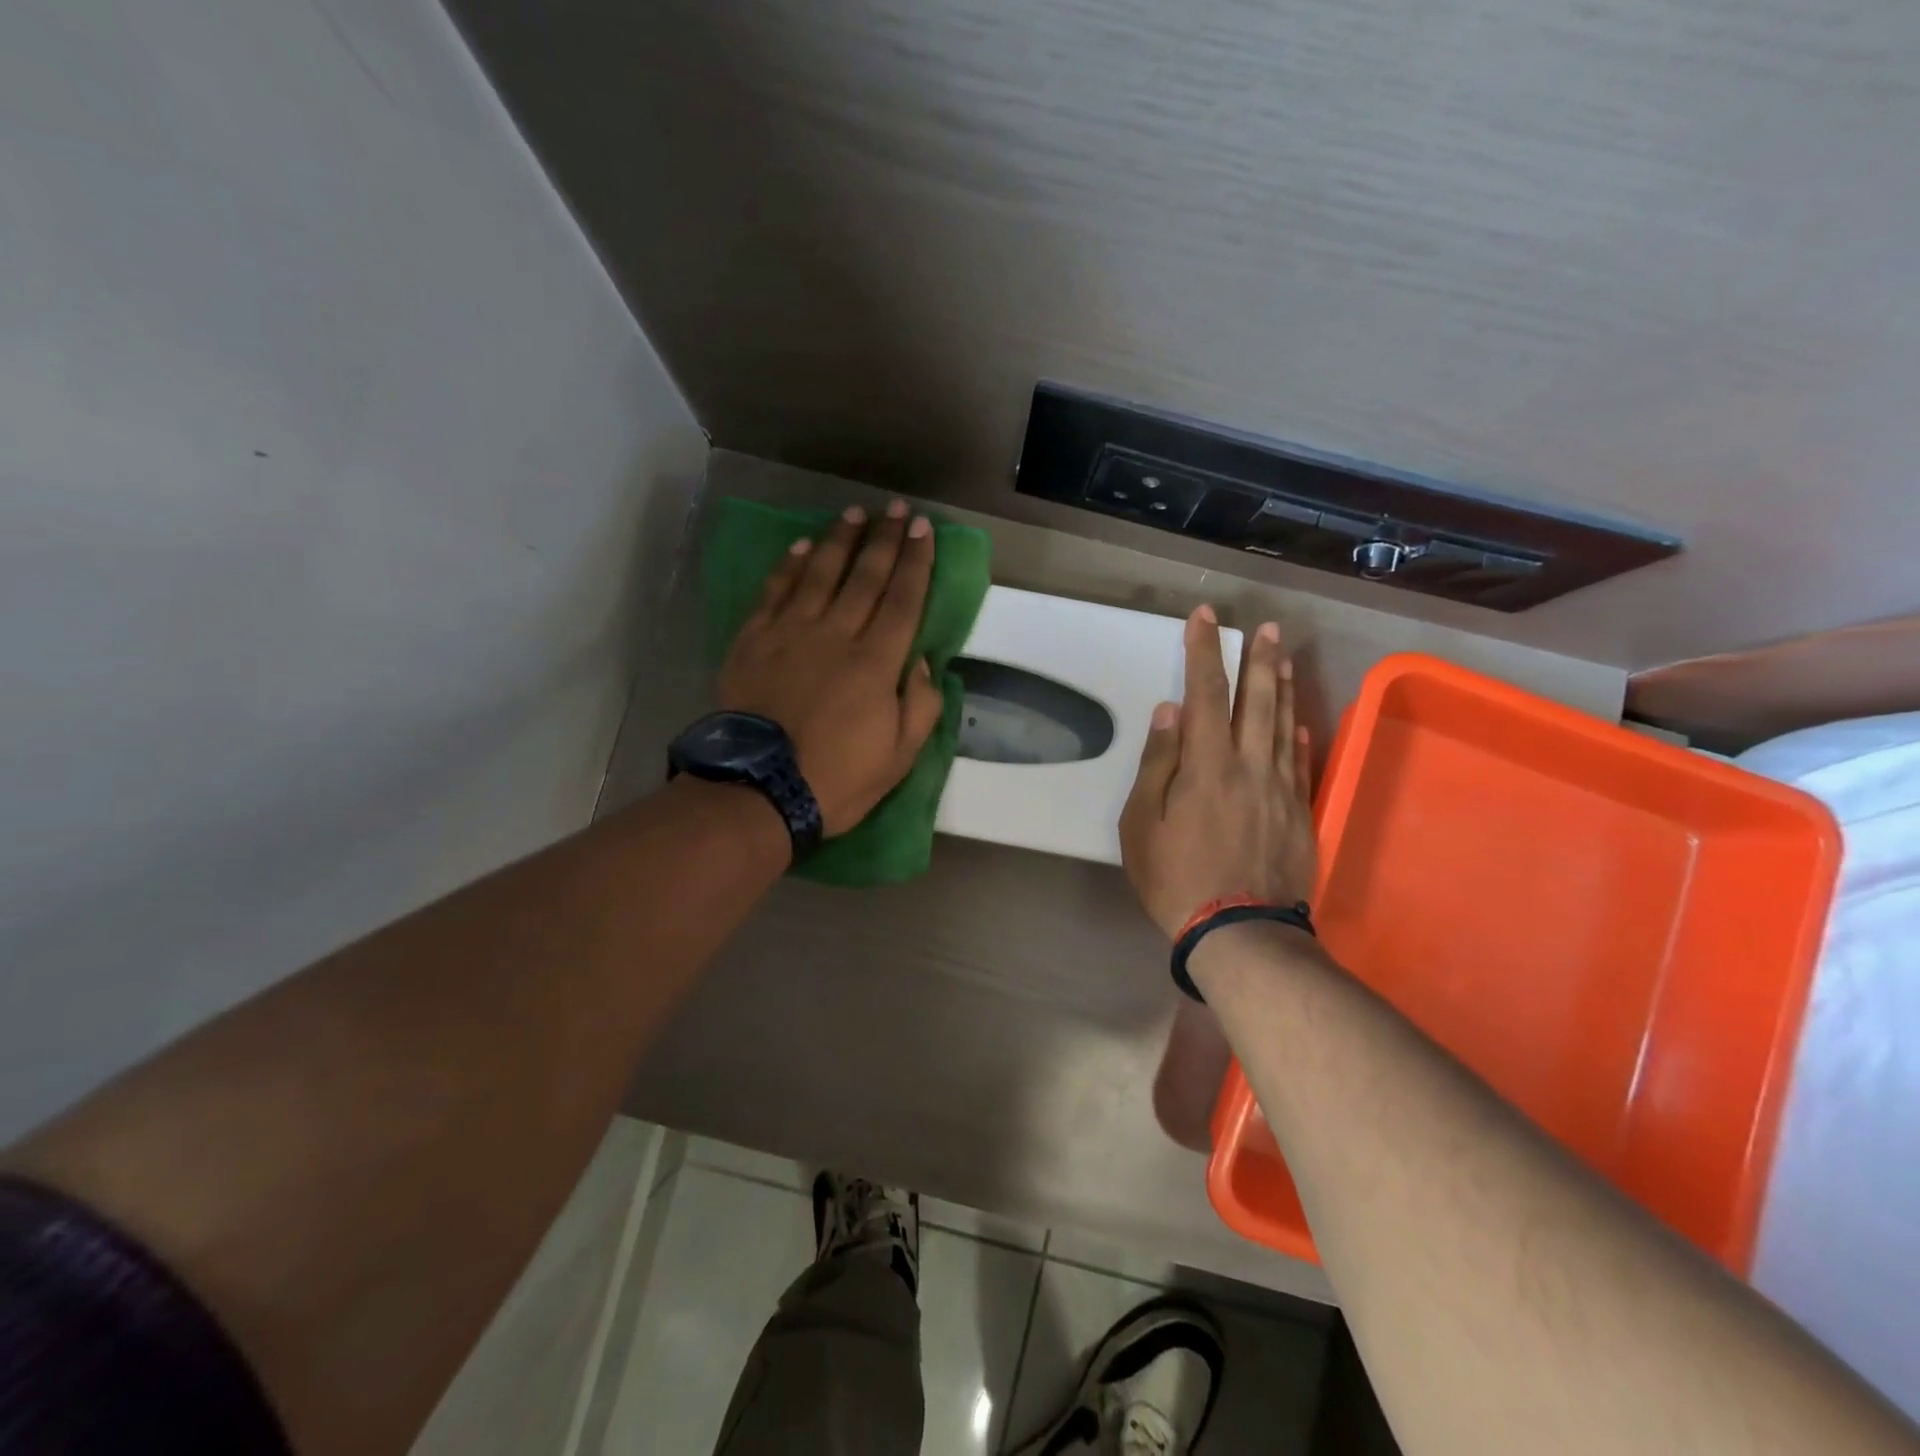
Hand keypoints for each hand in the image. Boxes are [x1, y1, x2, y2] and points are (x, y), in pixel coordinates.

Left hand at [717, 501, 944, 835]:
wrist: (759, 790)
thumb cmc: (837, 779)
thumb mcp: (899, 757)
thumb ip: (919, 705)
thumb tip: (922, 662)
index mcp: (876, 663)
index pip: (903, 600)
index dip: (916, 562)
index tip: (924, 530)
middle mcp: (836, 635)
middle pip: (865, 576)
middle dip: (885, 540)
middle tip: (898, 509)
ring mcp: (791, 633)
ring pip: (820, 573)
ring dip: (840, 539)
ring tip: (855, 512)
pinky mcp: (754, 641)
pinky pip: (775, 592)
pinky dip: (790, 566)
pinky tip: (802, 546)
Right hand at [1120, 608, 1316, 938]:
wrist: (1239, 932)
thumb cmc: (1176, 877)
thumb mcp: (1142, 824)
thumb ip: (1157, 764)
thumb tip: (1170, 711)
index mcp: (1208, 765)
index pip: (1207, 693)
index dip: (1205, 651)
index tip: (1204, 618)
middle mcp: (1250, 766)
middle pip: (1258, 701)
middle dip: (1259, 659)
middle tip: (1266, 627)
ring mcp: (1280, 790)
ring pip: (1284, 726)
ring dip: (1284, 688)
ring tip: (1284, 658)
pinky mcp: (1299, 815)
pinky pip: (1300, 764)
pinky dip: (1299, 737)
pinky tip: (1299, 722)